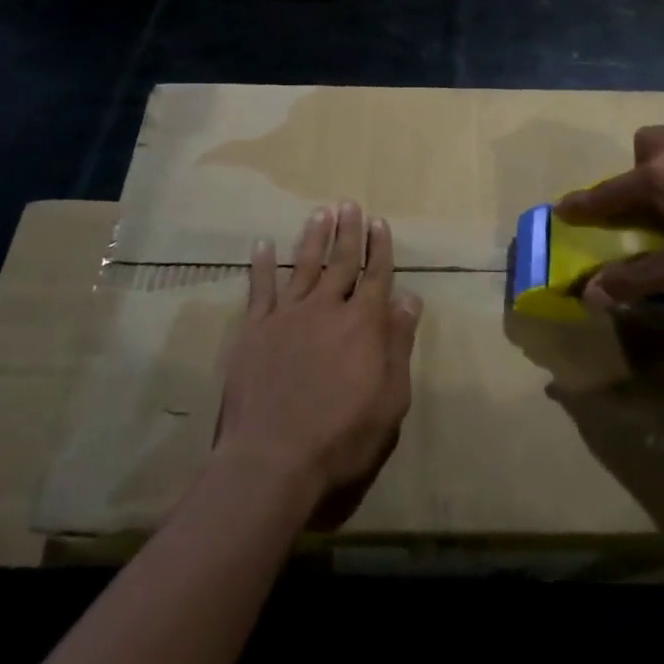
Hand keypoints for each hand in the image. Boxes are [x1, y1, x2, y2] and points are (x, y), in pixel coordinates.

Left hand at [215, 202, 422, 524]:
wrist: (272, 460)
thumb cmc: (342, 437)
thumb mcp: (389, 399)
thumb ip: (398, 345)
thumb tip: (409, 298)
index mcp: (363, 324)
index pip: (376, 276)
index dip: (379, 248)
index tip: (380, 222)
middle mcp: (327, 308)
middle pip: (341, 262)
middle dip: (348, 232)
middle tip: (349, 204)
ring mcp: (287, 316)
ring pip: (304, 266)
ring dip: (313, 238)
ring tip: (320, 213)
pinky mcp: (255, 330)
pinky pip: (259, 289)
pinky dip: (262, 265)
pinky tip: (263, 244)